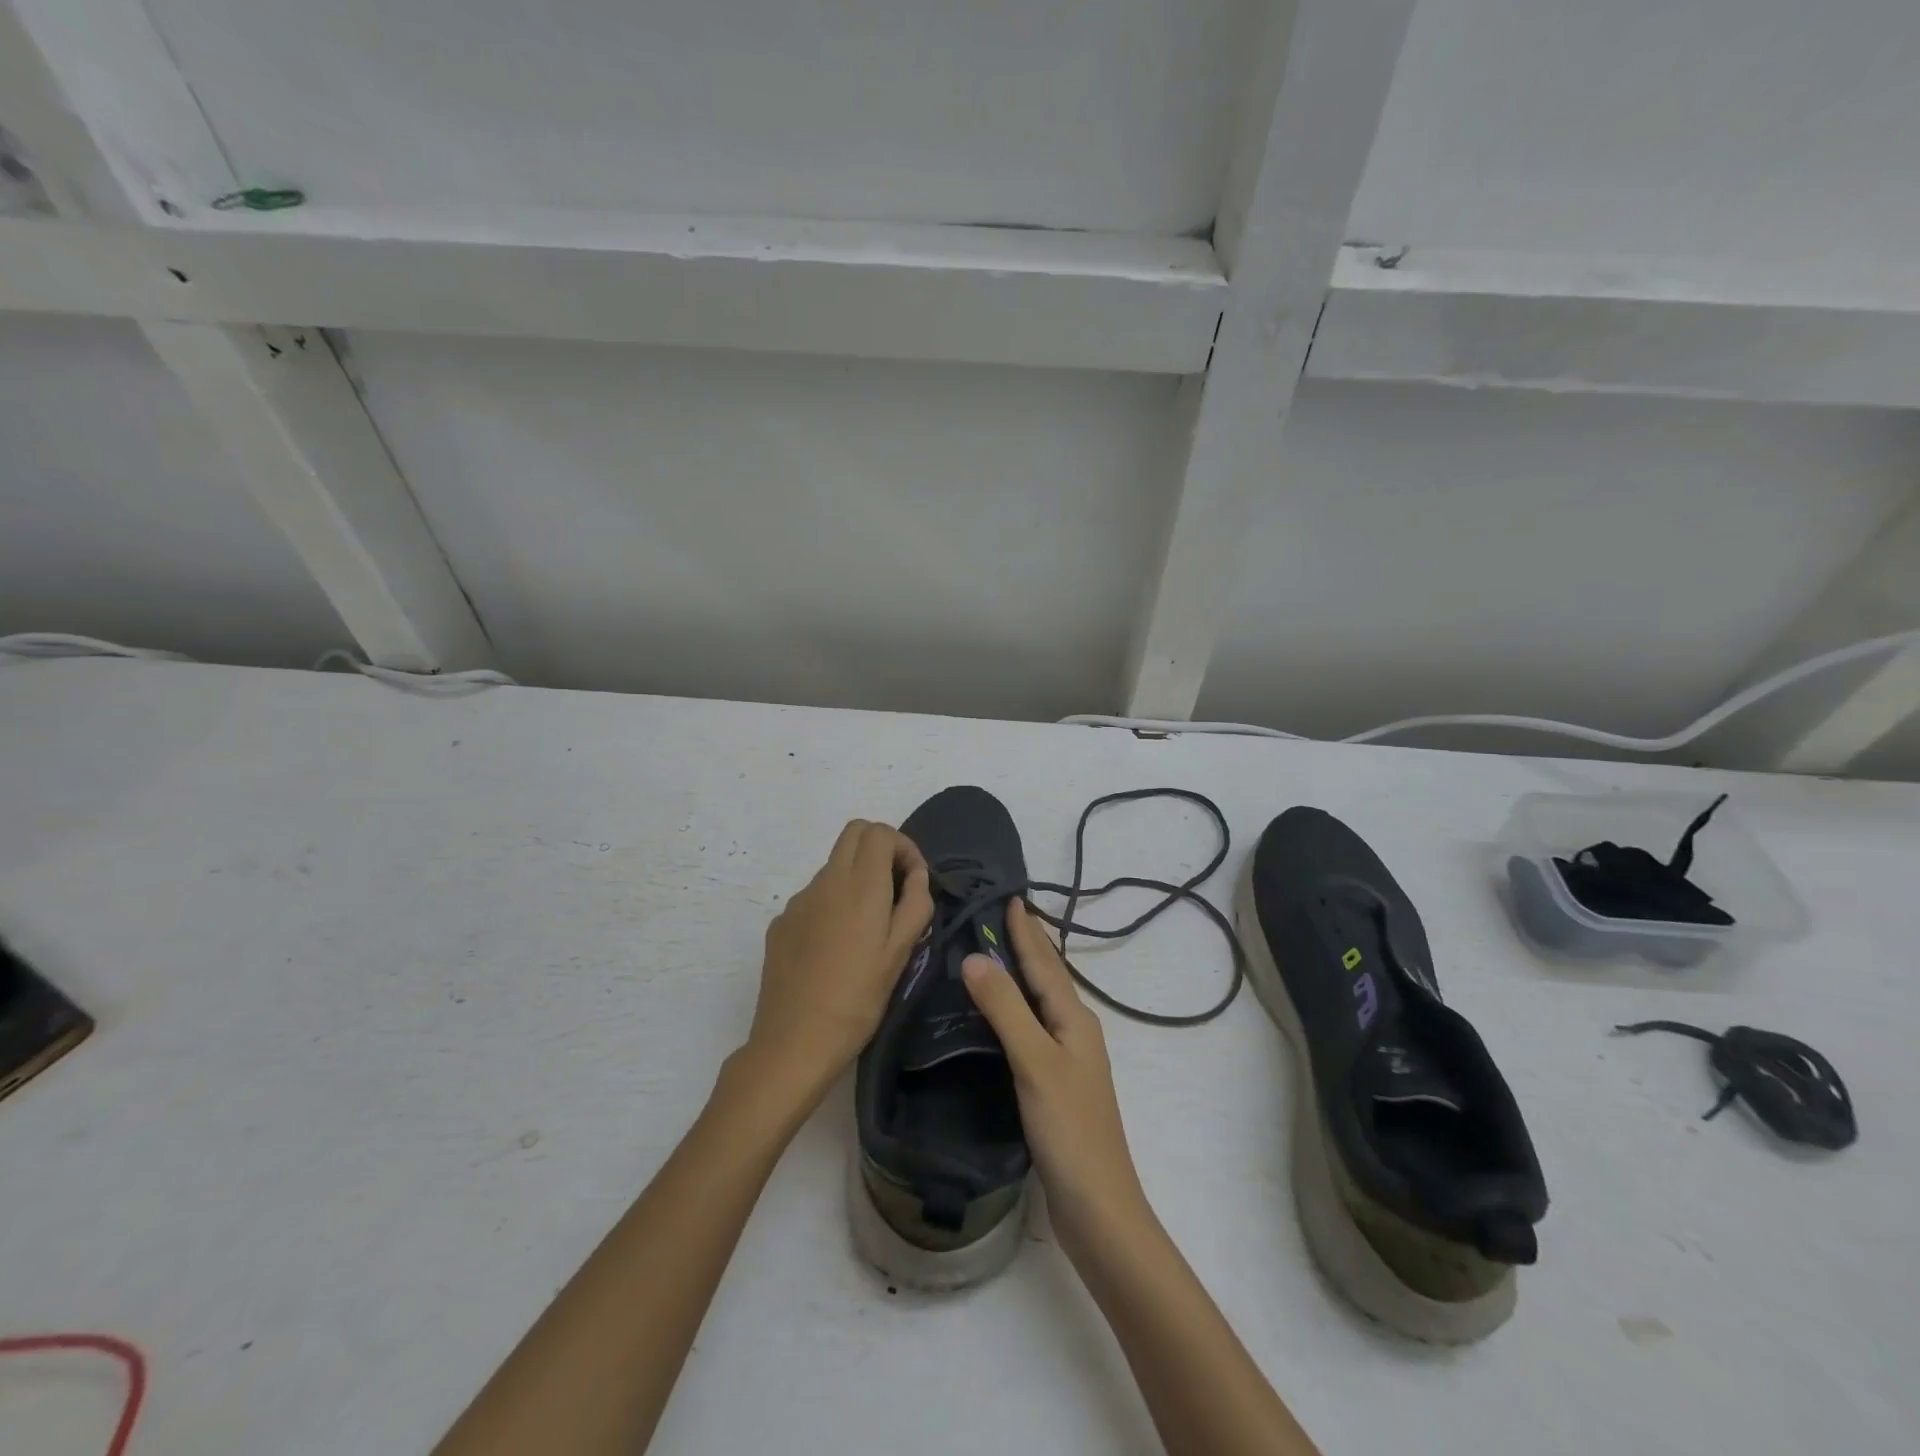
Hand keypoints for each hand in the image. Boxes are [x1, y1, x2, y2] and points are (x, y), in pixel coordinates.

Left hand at [746, 820, 932, 1104]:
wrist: (794, 1042)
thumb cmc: (858, 998)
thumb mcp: (900, 952)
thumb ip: (915, 903)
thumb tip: (916, 875)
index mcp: (860, 884)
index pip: (879, 831)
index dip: (903, 846)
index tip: (915, 880)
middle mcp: (825, 881)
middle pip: (853, 833)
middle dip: (880, 848)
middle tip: (896, 887)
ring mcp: (798, 901)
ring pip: (833, 866)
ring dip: (856, 877)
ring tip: (869, 927)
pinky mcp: (781, 923)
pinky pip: (814, 897)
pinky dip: (833, 904)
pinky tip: (837, 948)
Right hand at [961, 900, 1147, 1255]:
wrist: (1099, 1209)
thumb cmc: (1070, 1129)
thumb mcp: (1035, 1061)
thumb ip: (1005, 1009)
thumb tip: (975, 956)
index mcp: (1074, 1019)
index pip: (1045, 962)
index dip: (1026, 930)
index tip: (1009, 897)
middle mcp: (1074, 1031)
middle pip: (1047, 977)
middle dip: (1026, 945)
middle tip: (998, 915)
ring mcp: (1067, 1060)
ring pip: (1040, 1003)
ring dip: (1021, 975)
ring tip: (995, 953)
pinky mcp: (1055, 1085)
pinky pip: (1032, 1029)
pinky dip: (1015, 1010)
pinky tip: (1000, 1017)